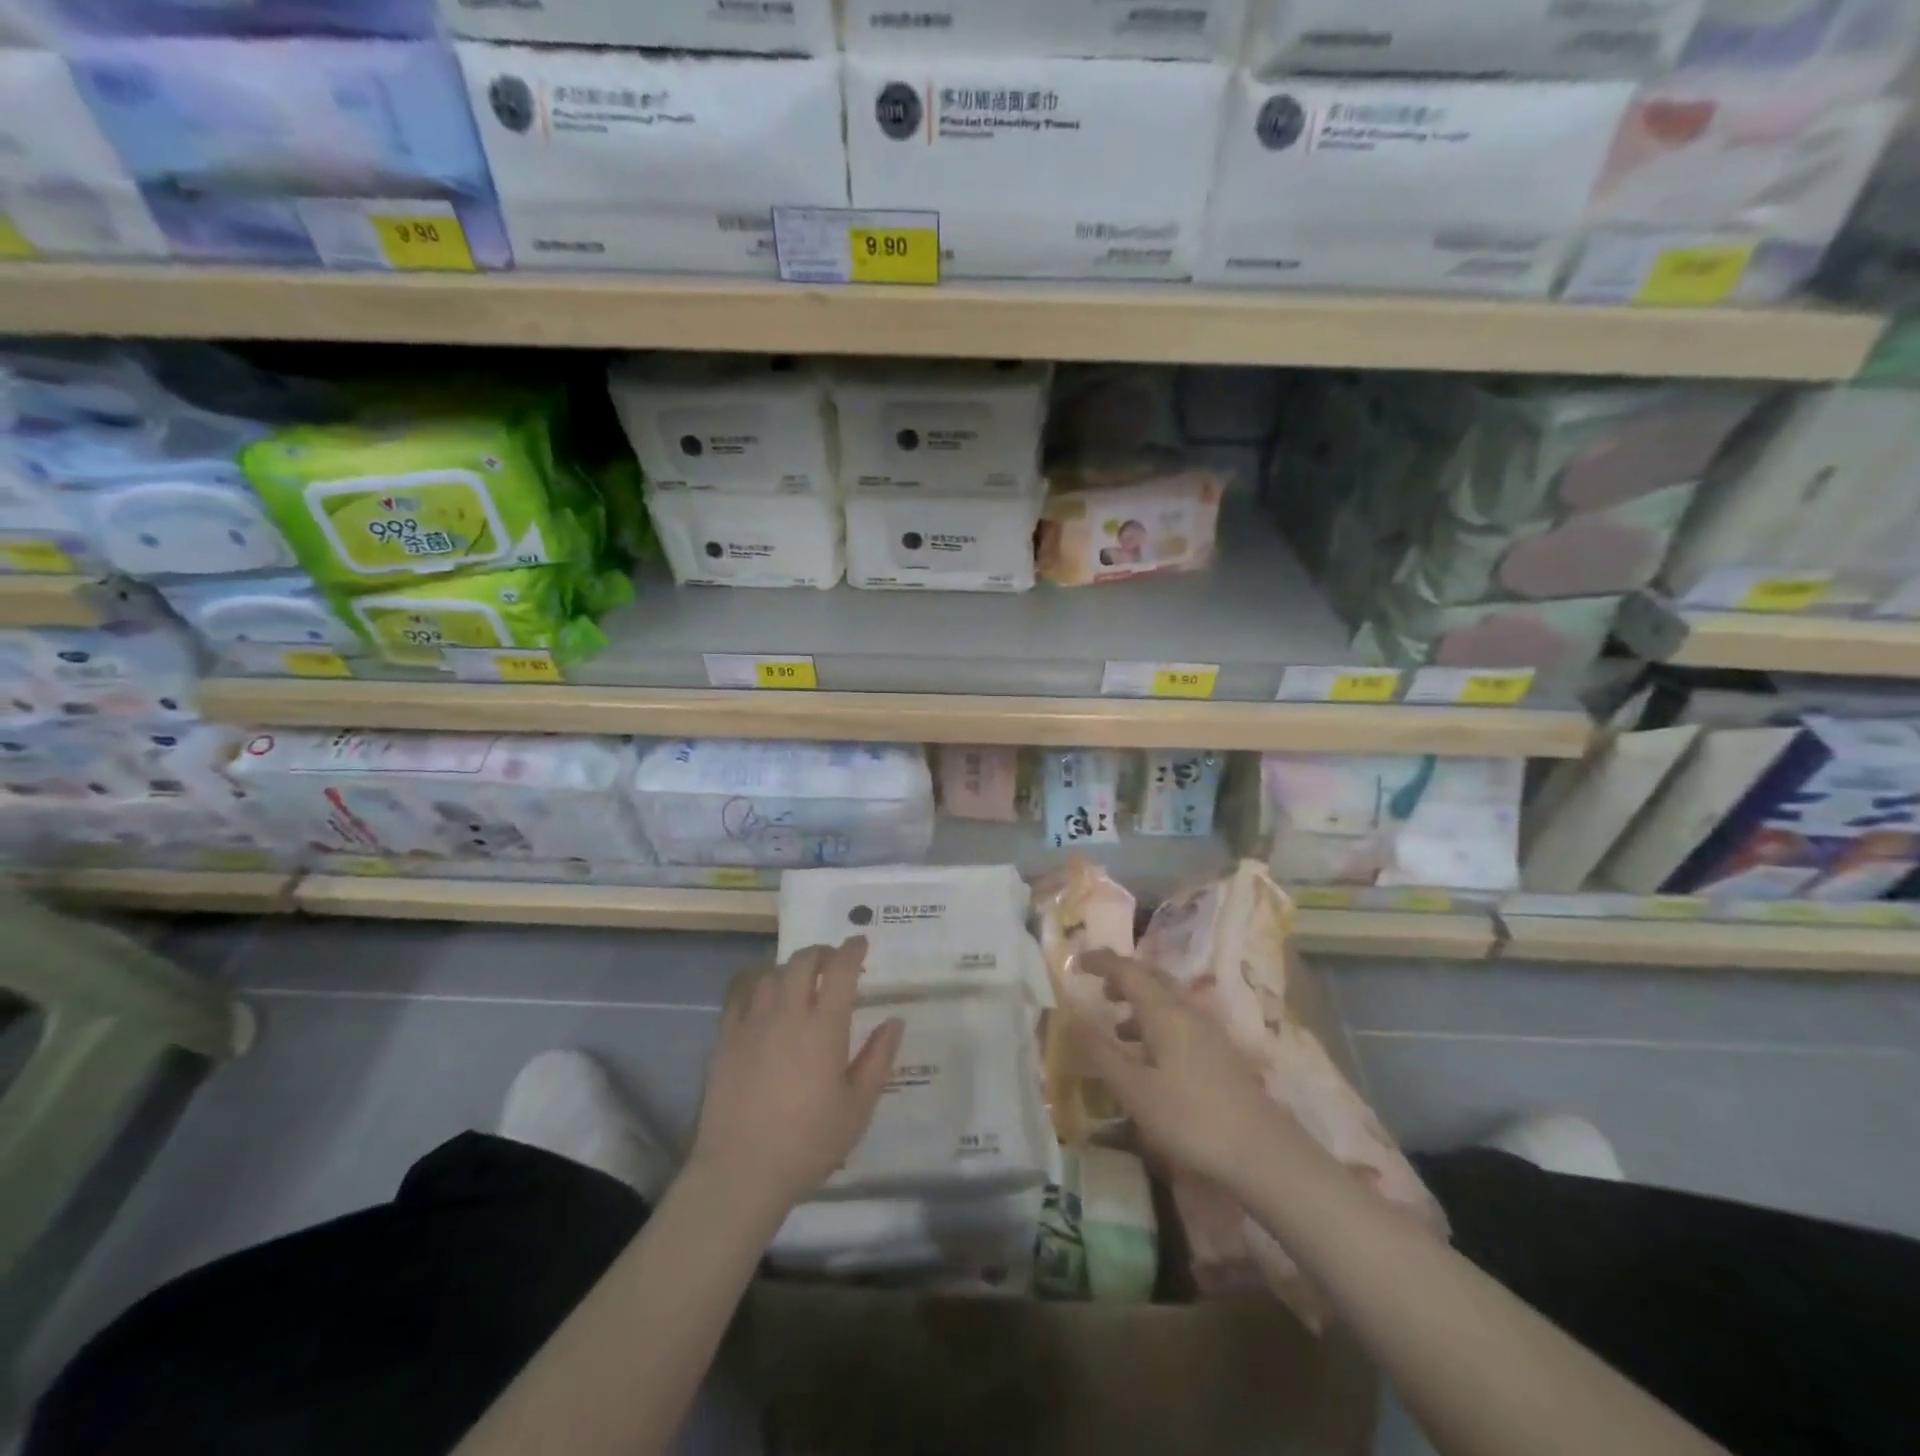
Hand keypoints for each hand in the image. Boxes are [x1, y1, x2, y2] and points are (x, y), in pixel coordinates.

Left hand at [689, 938, 903, 1217]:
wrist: (741, 1171)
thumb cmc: (809, 1142)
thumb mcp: (858, 1106)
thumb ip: (878, 1058)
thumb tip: (894, 1021)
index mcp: (824, 1025)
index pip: (841, 969)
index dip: (852, 949)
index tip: (861, 943)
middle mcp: (787, 1012)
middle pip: (803, 961)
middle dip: (822, 952)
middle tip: (833, 961)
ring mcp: (752, 1023)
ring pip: (771, 974)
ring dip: (791, 969)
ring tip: (800, 981)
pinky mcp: (725, 1040)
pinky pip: (741, 997)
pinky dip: (757, 987)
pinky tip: (762, 1000)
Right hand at [1070, 950, 1313, 1193]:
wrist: (1264, 1153)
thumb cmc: (1190, 1117)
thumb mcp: (1135, 1089)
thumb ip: (1100, 1052)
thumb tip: (1070, 1017)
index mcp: (1165, 1011)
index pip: (1128, 970)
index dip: (1102, 962)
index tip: (1078, 961)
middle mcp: (1188, 1011)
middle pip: (1153, 980)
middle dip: (1124, 979)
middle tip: (1099, 989)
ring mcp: (1210, 1033)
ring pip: (1169, 1003)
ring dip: (1140, 1005)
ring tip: (1118, 1027)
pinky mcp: (1221, 1055)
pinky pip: (1181, 1024)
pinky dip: (1157, 1026)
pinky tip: (1151, 1059)